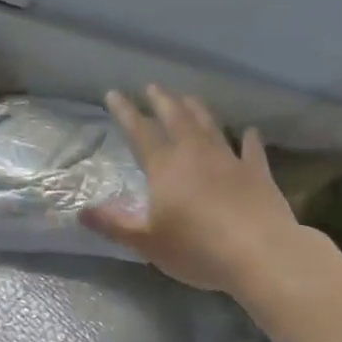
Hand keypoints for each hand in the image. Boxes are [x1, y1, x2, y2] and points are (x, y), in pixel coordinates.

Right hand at [83, 86, 301, 293]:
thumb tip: (81, 212)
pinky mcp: (258, 173)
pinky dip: (249, 139)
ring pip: (210, 126)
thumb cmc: (197, 249)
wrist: (261, 254)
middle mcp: (196, 154)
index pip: (140, 132)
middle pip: (176, 118)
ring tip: (188, 98)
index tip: (114, 93)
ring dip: (198, 110)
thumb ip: (114, 224)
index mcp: (165, 167)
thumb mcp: (147, 242)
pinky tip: (249, 131)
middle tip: (153, 87)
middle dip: (162, 101)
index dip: (125, 112)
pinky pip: (252, 150)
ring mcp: (230, 160)